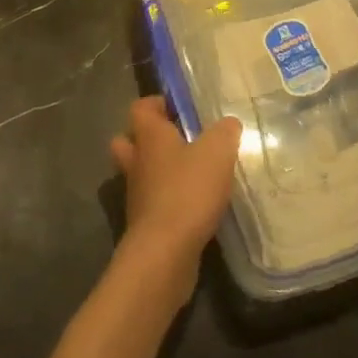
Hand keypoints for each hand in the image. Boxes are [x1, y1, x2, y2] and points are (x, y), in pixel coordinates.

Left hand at [110, 97, 240, 285]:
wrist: (165, 254)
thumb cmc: (188, 191)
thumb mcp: (217, 152)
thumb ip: (225, 132)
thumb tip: (228, 124)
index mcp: (149, 136)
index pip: (140, 108)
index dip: (155, 103)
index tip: (176, 107)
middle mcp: (136, 162)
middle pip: (129, 142)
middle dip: (148, 139)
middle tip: (177, 140)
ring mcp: (137, 196)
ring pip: (141, 175)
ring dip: (160, 173)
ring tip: (192, 175)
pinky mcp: (145, 226)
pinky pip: (153, 204)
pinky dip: (169, 202)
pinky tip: (195, 206)